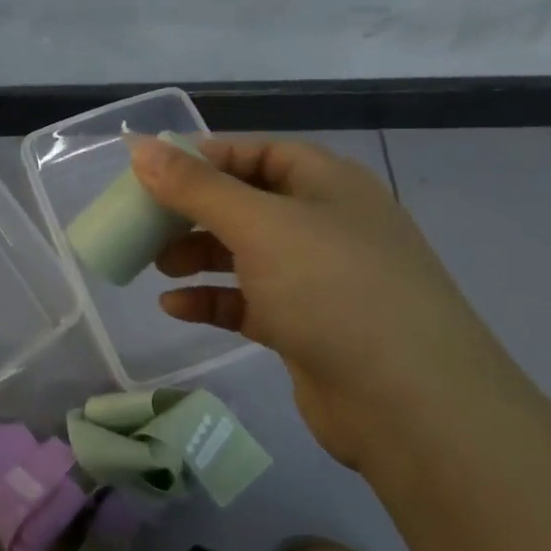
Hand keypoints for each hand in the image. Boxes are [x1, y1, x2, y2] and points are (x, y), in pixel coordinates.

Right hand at [130, 135, 539, 468]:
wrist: (410, 403)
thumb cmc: (333, 289)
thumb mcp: (259, 226)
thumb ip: (196, 187)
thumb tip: (139, 147)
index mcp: (328, 183)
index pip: (257, 152)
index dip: (203, 157)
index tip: (151, 172)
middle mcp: (326, 224)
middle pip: (247, 203)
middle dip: (194, 212)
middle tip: (146, 223)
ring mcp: (319, 279)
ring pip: (246, 254)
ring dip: (199, 256)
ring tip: (157, 266)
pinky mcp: (307, 326)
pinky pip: (250, 301)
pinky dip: (213, 300)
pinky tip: (175, 308)